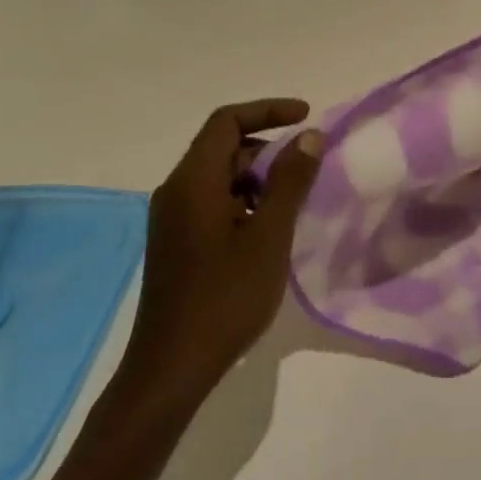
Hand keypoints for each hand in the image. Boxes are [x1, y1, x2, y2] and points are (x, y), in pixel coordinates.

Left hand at [127, 100, 323, 395]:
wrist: (171, 369)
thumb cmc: (225, 298)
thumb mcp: (269, 236)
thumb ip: (290, 181)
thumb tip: (309, 136)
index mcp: (193, 182)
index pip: (227, 121)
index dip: (268, 110)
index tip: (307, 117)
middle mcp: (176, 191)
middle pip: (222, 147)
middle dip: (267, 149)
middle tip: (307, 170)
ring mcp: (172, 219)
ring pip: (219, 178)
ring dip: (257, 179)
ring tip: (292, 205)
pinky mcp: (176, 243)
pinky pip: (212, 203)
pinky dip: (243, 202)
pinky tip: (268, 232)